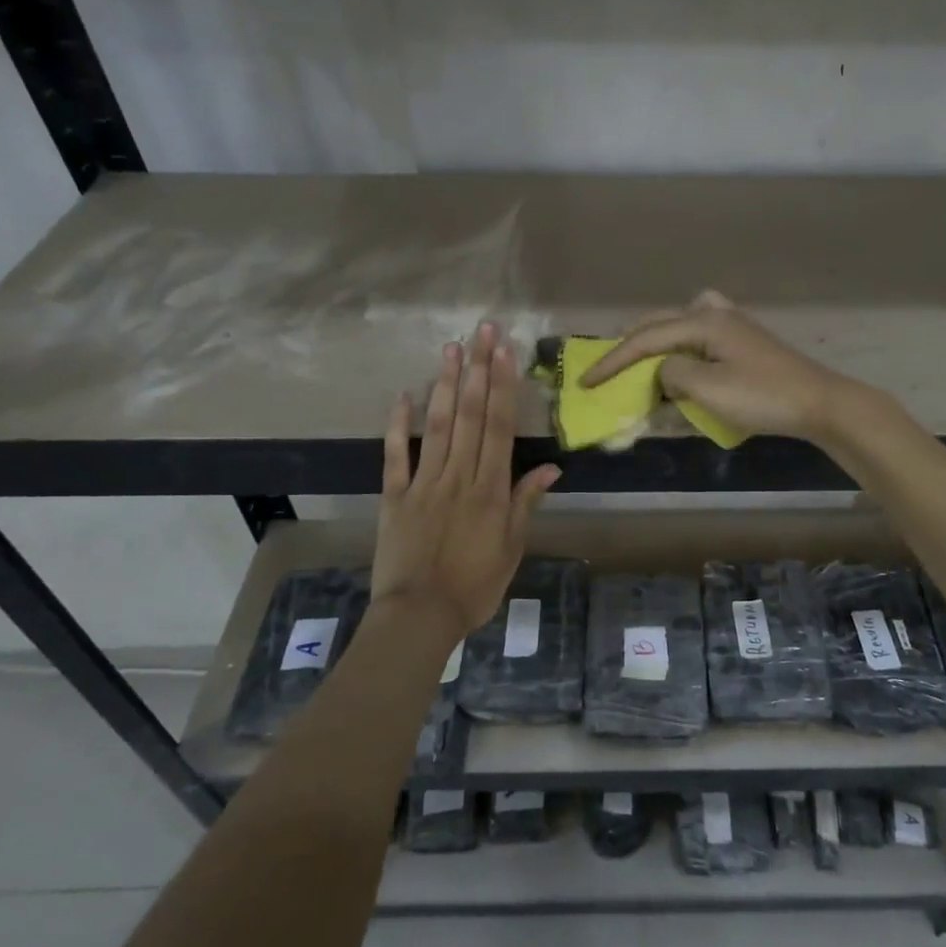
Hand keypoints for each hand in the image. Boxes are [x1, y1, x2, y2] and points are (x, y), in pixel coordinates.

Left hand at [372, 323, 560, 645]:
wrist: (420, 616)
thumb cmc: (475, 585)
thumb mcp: (513, 548)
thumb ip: (525, 503)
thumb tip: (551, 468)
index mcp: (490, 489)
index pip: (498, 427)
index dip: (502, 387)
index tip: (504, 351)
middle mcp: (459, 476)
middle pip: (469, 415)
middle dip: (477, 370)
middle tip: (481, 331)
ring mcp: (424, 483)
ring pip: (437, 426)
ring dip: (444, 385)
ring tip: (450, 348)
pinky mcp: (394, 496)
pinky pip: (395, 456)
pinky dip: (397, 426)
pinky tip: (402, 395)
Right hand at [580, 291, 857, 440]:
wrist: (819, 403)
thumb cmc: (762, 396)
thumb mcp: (708, 388)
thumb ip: (672, 374)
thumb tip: (662, 370)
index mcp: (703, 321)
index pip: (645, 338)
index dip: (612, 361)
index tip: (586, 382)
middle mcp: (715, 314)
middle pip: (661, 322)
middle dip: (630, 344)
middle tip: (606, 366)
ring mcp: (733, 325)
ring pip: (681, 323)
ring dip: (656, 339)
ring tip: (640, 359)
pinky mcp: (744, 341)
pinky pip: (700, 334)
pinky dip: (681, 343)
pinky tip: (684, 358)